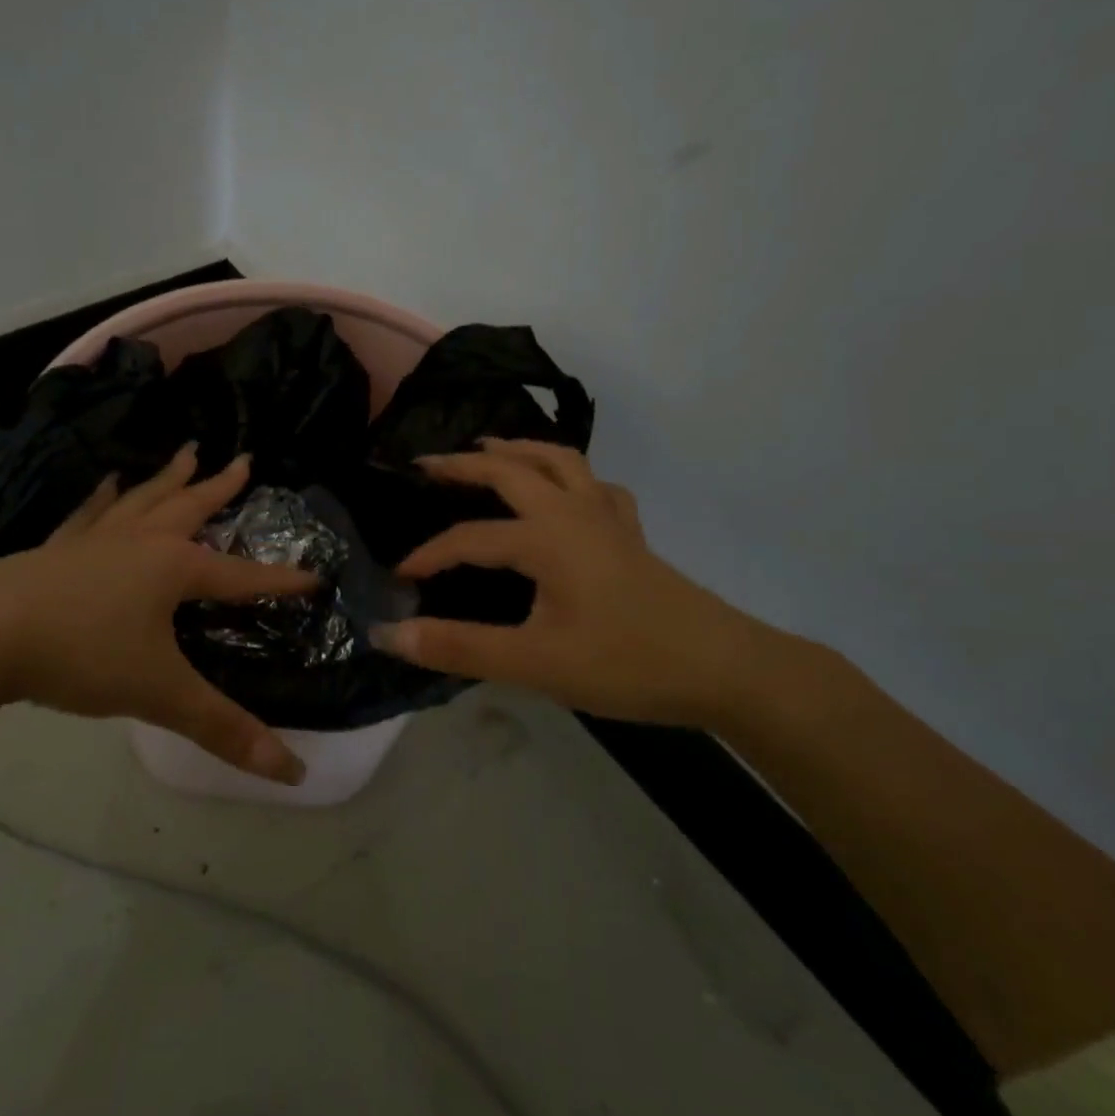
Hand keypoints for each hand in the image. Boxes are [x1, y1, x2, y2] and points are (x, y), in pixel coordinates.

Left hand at [0, 445, 316, 783]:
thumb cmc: (83, 655)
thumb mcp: (160, 694)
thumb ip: (224, 729)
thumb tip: (292, 773)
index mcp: (173, 568)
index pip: (242, 575)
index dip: (280, 581)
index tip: (314, 576)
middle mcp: (140, 541)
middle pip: (190, 507)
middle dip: (220, 487)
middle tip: (244, 460)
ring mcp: (95, 540)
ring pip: (143, 500)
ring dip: (168, 478)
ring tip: (187, 452)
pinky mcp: (56, 549)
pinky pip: (89, 515)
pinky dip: (102, 498)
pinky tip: (106, 483)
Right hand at [370, 439, 769, 727]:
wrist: (724, 668)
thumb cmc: (626, 663)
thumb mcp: (535, 662)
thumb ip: (459, 647)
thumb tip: (390, 635)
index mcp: (545, 537)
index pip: (469, 538)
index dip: (429, 555)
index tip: (398, 577)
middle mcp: (573, 512)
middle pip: (511, 470)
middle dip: (464, 463)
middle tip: (427, 463)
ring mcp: (607, 518)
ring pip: (559, 461)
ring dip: (519, 449)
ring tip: (490, 447)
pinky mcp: (631, 534)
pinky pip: (596, 486)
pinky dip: (572, 475)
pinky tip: (567, 490)